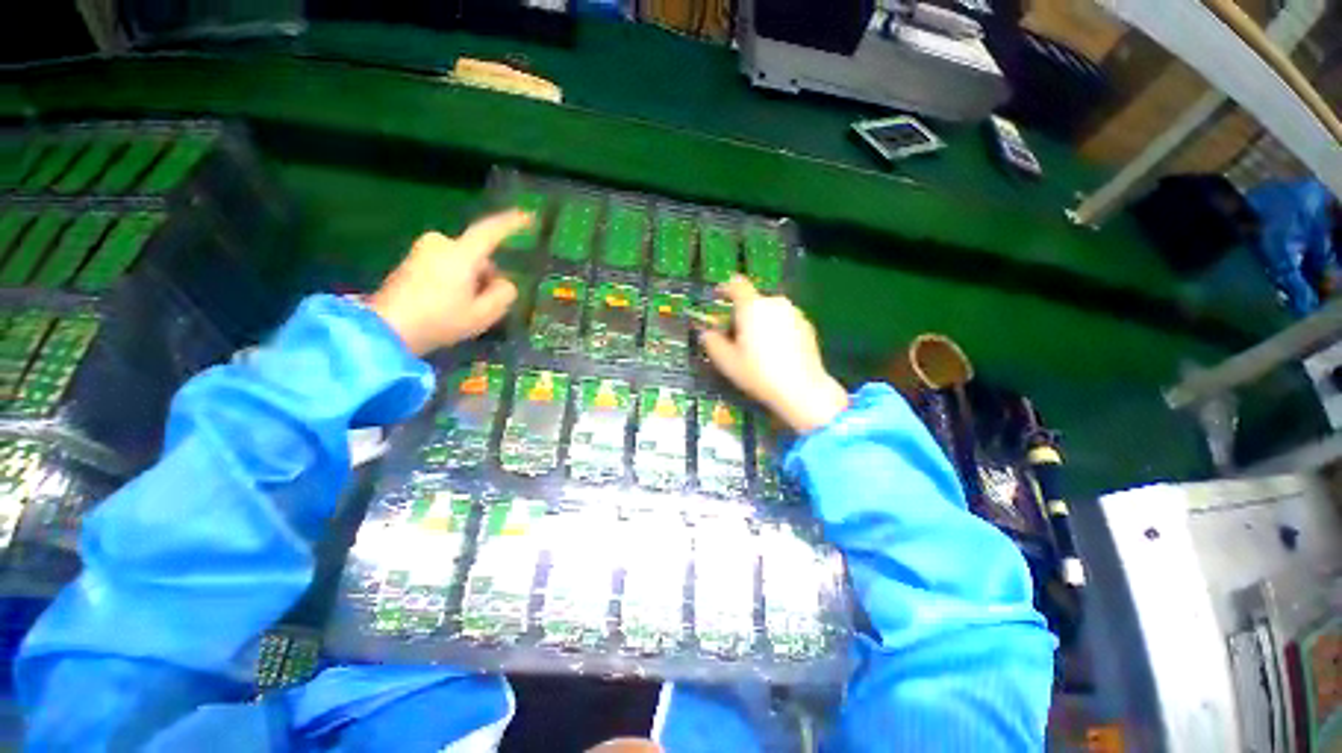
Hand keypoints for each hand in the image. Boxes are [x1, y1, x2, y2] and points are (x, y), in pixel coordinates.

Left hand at [369, 210, 530, 354]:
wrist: (387, 329)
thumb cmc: (440, 320)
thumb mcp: (484, 314)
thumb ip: (504, 294)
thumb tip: (504, 283)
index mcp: (460, 254)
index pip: (490, 231)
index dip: (511, 223)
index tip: (528, 216)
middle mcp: (440, 244)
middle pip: (477, 255)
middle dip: (486, 274)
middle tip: (485, 303)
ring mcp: (421, 251)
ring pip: (462, 262)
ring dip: (469, 280)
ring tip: (464, 309)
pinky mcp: (410, 262)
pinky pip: (445, 266)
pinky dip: (453, 281)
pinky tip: (446, 306)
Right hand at [699, 276, 848, 432]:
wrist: (802, 389)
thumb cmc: (758, 373)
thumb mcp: (727, 362)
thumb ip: (712, 342)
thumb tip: (706, 333)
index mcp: (752, 306)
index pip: (736, 285)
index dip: (725, 288)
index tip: (718, 297)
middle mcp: (775, 303)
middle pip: (753, 301)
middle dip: (742, 314)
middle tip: (736, 338)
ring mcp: (794, 313)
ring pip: (770, 311)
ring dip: (761, 322)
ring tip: (758, 348)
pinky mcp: (808, 326)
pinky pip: (785, 321)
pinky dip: (777, 330)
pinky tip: (777, 353)